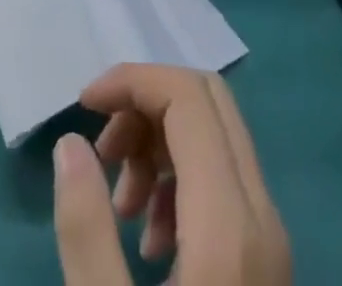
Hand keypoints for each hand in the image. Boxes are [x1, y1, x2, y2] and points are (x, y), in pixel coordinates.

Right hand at [55, 66, 290, 285]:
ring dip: (160, 143)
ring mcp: (270, 239)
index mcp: (231, 225)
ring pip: (216, 136)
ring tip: (121, 205)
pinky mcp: (264, 261)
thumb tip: (71, 142)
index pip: (188, 97)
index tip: (81, 107)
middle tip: (101, 150)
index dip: (132, 81)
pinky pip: (223, 179)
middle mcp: (262, 215)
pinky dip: (180, 179)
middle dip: (145, 106)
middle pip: (208, 102)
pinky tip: (149, 239)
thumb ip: (85, 231)